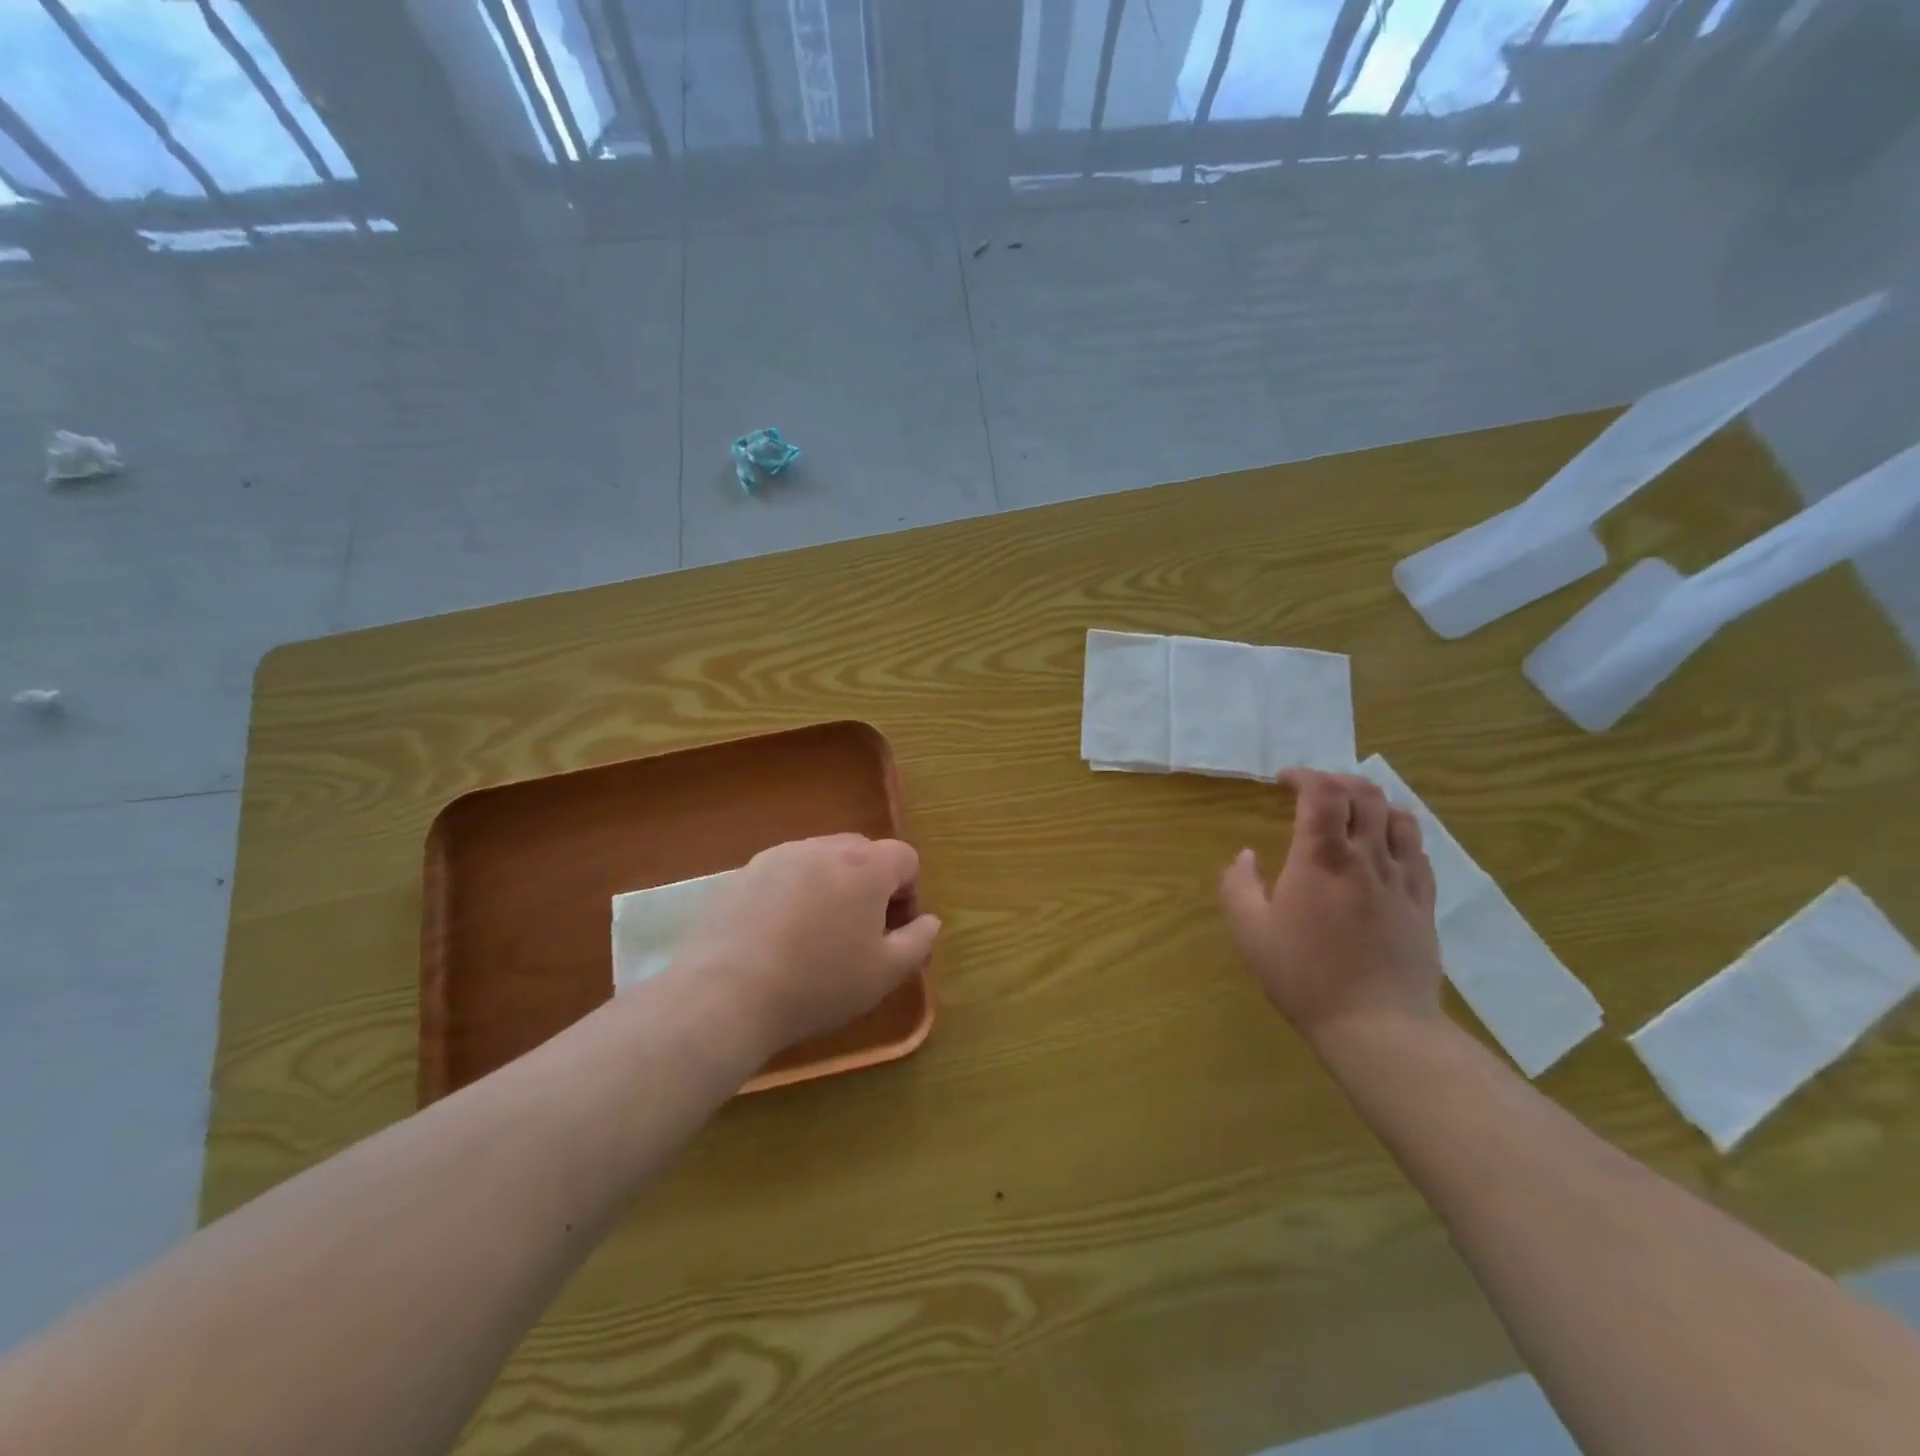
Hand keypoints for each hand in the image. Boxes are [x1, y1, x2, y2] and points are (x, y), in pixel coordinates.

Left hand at [672, 834, 940, 1056]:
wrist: (725, 994)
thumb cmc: (818, 983)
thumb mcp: (884, 974)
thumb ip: (918, 941)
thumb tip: (929, 920)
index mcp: (866, 866)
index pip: (905, 858)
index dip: (909, 894)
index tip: (894, 933)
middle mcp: (823, 848)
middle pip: (862, 853)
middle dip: (871, 886)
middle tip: (860, 934)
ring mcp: (778, 856)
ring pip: (820, 861)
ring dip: (830, 888)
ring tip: (815, 936)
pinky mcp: (742, 873)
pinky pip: (782, 875)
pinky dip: (791, 895)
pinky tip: (777, 937)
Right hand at [1220, 768, 1441, 1047]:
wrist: (1378, 1027)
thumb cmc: (1305, 976)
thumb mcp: (1250, 932)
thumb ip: (1238, 885)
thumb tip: (1246, 855)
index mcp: (1321, 859)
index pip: (1323, 793)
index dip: (1304, 775)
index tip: (1283, 780)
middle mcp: (1366, 858)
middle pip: (1365, 794)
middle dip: (1337, 780)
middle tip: (1314, 792)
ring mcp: (1402, 879)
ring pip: (1399, 816)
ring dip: (1372, 802)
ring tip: (1352, 813)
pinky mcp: (1424, 902)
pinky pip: (1419, 851)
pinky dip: (1398, 833)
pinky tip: (1383, 848)